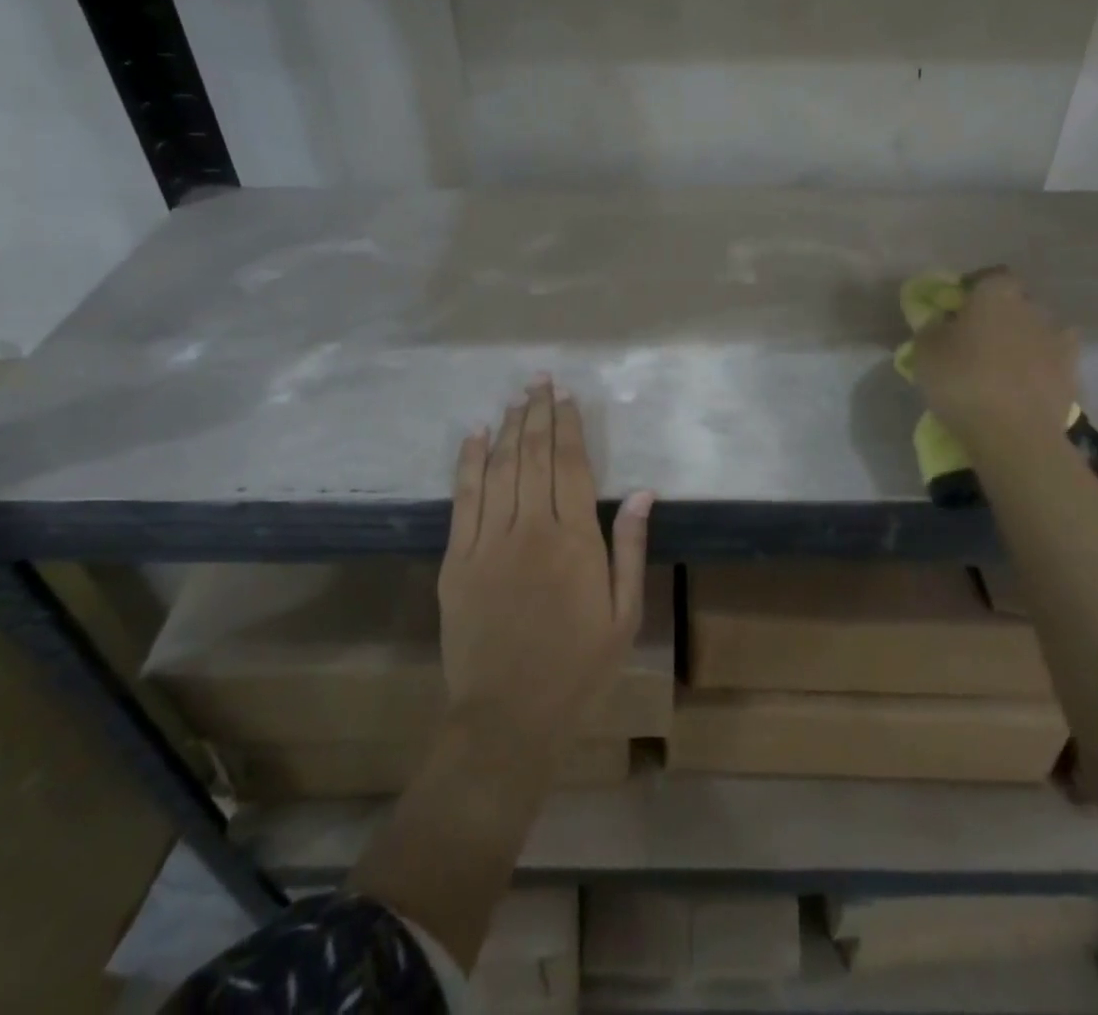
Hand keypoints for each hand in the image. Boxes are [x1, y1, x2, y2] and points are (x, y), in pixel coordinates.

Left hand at [439, 377, 651, 754]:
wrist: (508, 717)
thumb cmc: (578, 668)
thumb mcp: (624, 615)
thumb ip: (630, 549)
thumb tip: (641, 492)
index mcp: (574, 540)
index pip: (570, 465)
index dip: (569, 426)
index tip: (567, 397)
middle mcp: (530, 529)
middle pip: (533, 456)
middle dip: (538, 414)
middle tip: (540, 381)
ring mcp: (487, 542)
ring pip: (499, 469)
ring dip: (508, 428)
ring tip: (515, 398)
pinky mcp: (456, 560)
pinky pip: (463, 499)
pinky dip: (468, 462)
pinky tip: (474, 435)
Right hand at [912, 268, 1078, 443]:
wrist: (1014, 434)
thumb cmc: (962, 380)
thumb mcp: (925, 351)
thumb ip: (932, 328)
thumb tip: (942, 322)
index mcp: (997, 293)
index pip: (989, 276)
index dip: (973, 289)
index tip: (957, 307)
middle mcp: (1033, 308)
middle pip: (1015, 303)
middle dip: (999, 315)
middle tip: (976, 339)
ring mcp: (1059, 341)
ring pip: (1037, 332)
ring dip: (1022, 342)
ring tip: (1002, 366)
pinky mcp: (1072, 375)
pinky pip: (1051, 363)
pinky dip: (1039, 369)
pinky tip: (1023, 386)